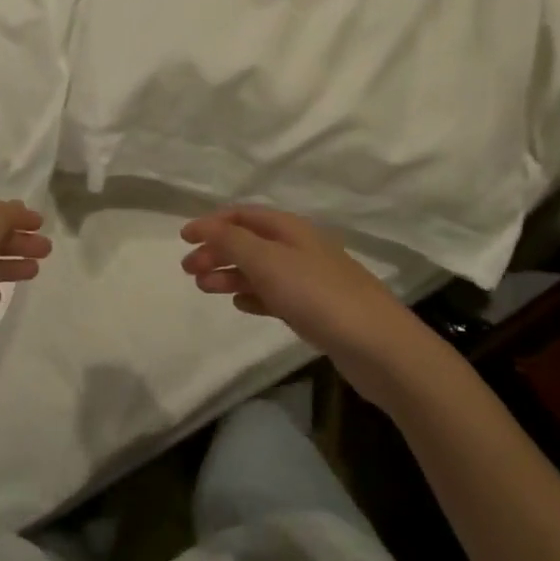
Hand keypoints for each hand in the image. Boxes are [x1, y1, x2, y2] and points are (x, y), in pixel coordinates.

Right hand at [181, 205, 422, 407]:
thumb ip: (232, 241)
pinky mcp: (315, 309)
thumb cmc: (317, 295)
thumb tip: (205, 226)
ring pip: (259, 269)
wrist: (377, 345)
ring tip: (205, 288)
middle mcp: (298, 247)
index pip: (242, 215)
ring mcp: (308, 279)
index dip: (211, 223)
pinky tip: (240, 305)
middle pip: (249, 241)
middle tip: (188, 270)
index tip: (183, 238)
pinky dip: (253, 295)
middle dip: (217, 251)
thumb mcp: (267, 261)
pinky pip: (274, 294)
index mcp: (289, 228)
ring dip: (230, 274)